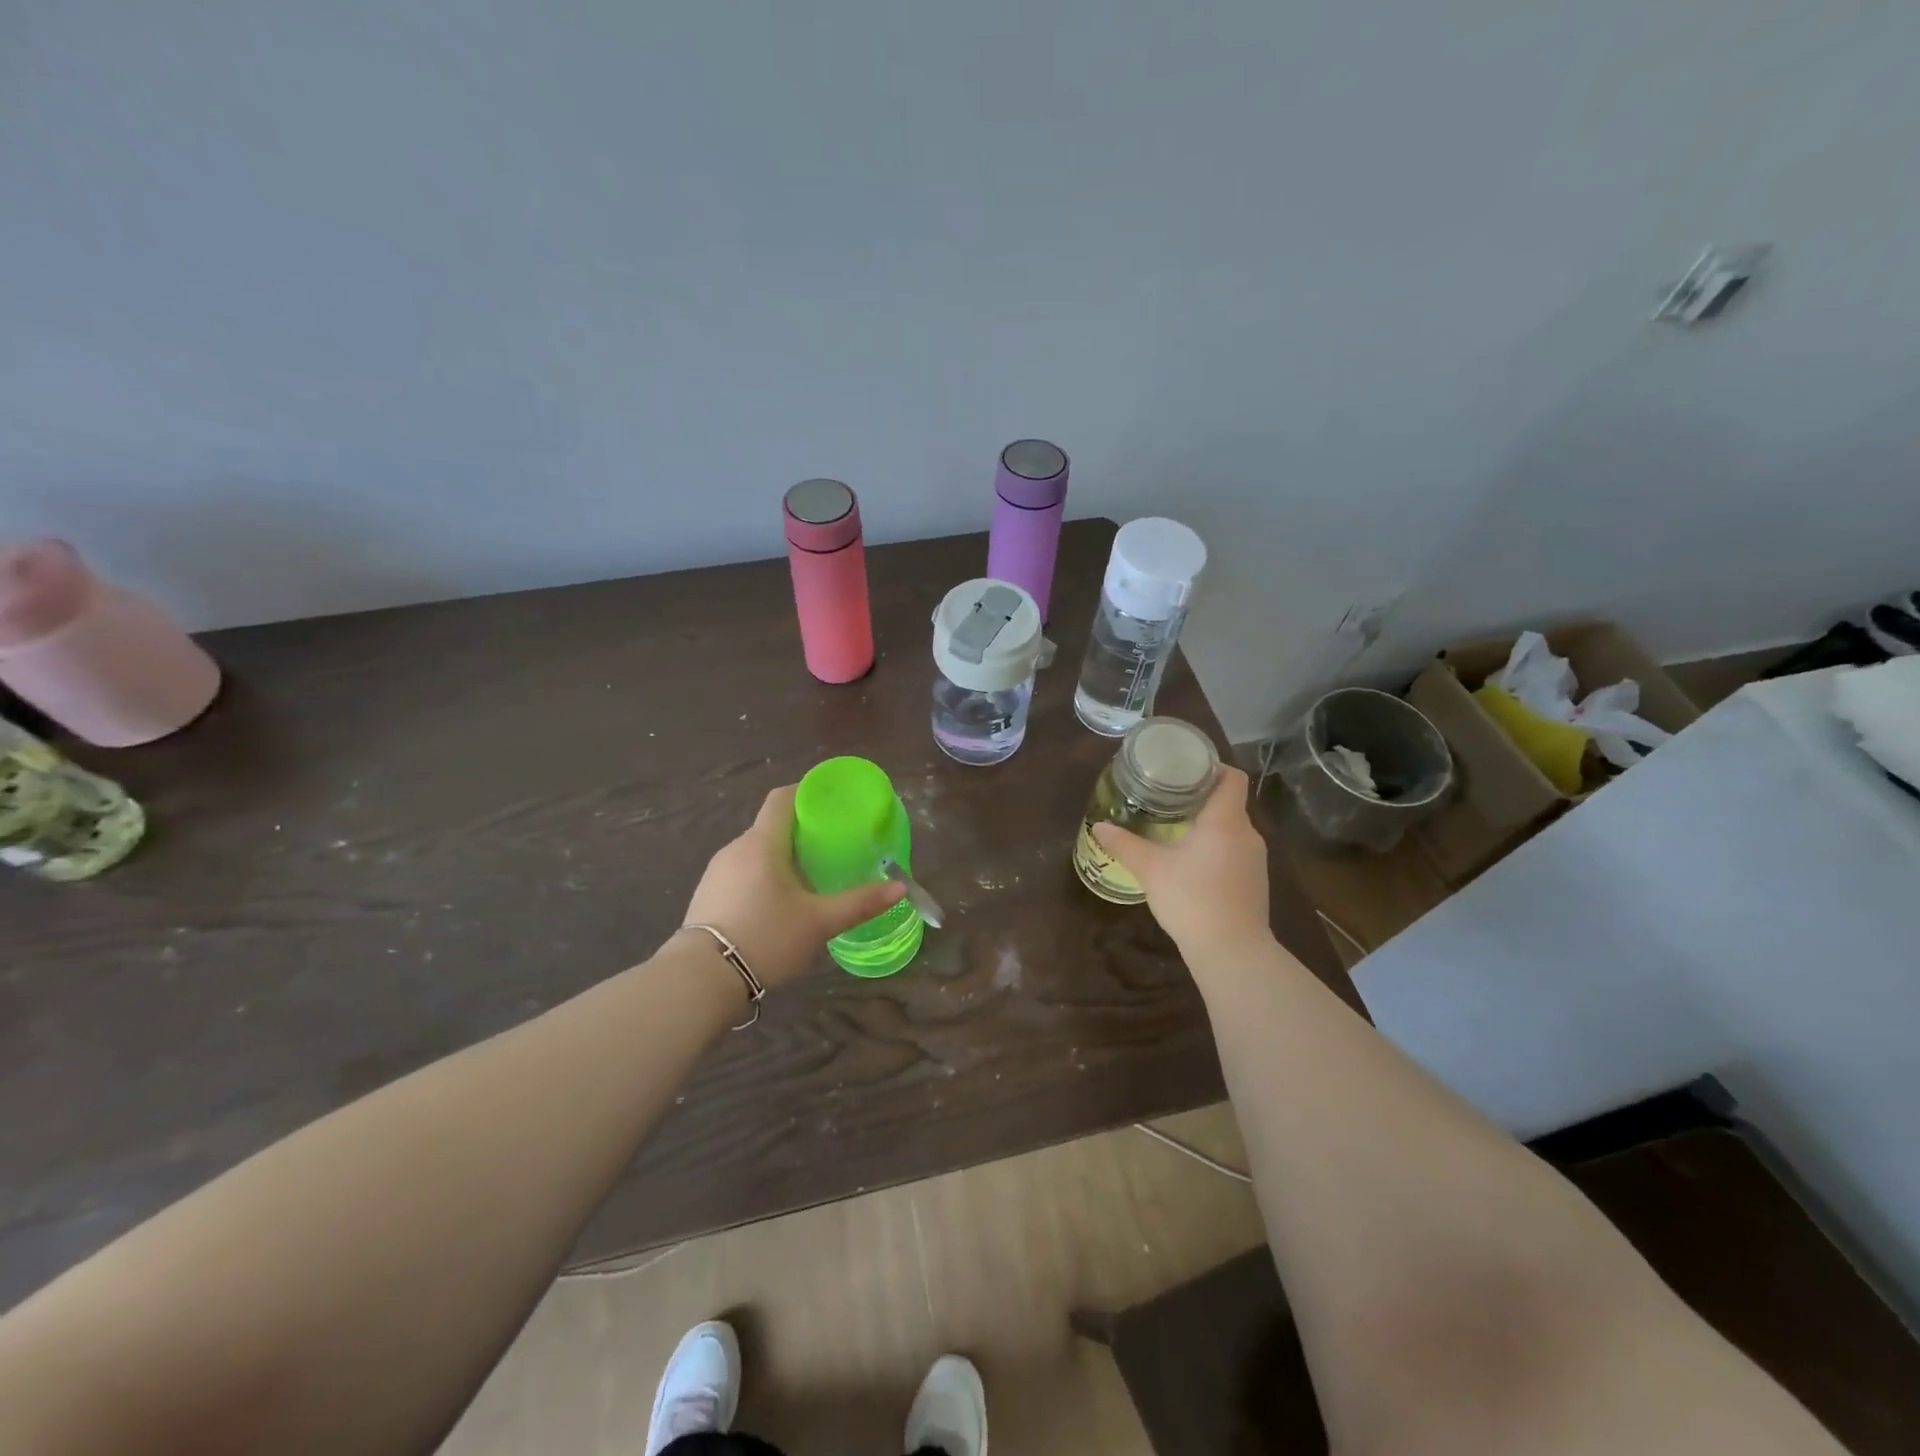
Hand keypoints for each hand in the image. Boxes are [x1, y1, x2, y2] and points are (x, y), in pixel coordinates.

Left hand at [680, 785, 904, 987]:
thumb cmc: (766, 938)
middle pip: (771, 825)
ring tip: (809, 877)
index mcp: (763, 843)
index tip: (832, 802)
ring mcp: (717, 872)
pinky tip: (777, 903)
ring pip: (756, 851)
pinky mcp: (707, 895)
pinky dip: (763, 875)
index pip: (782, 798)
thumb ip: (860, 903)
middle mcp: (736, 848)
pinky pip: (741, 872)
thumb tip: (900, 887)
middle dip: (801, 830)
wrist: (701, 980)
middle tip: (832, 846)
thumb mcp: (819, 923)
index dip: (807, 792)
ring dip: (781, 856)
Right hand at [1091, 766, 1271, 964]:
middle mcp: (1248, 833)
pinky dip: (1215, 848)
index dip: (1212, 767)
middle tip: (1167, 798)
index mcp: (1226, 820)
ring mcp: (1255, 860)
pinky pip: (1234, 851)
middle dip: (1199, 797)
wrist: (1232, 951)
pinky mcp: (1254, 882)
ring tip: (1174, 828)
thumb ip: (1124, 844)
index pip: (1232, 777)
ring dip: (1207, 825)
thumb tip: (1099, 826)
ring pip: (1231, 829)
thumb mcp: (1150, 869)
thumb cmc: (1192, 899)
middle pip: (1228, 802)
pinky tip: (1191, 863)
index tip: (1185, 769)